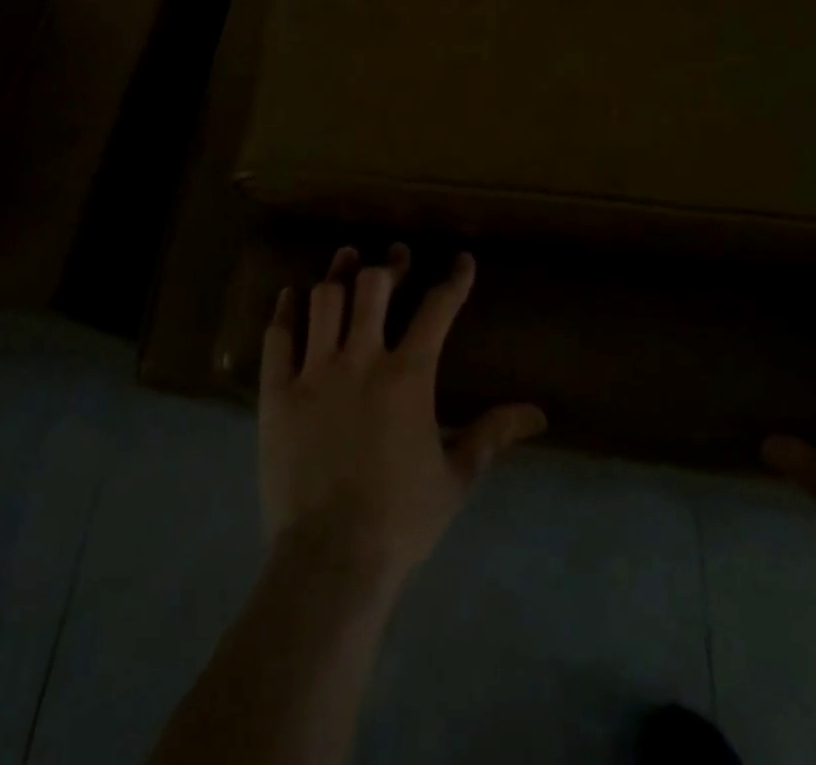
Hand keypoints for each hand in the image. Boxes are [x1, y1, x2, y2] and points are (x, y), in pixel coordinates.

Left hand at [259, 244, 546, 583]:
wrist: (330, 560)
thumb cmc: (400, 520)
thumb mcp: (456, 478)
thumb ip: (492, 435)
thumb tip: (538, 413)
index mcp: (408, 377)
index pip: (437, 310)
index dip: (453, 280)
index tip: (461, 261)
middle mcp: (361, 359)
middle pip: (374, 287)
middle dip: (390, 264)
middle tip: (396, 256)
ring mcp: (314, 372)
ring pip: (325, 299)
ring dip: (339, 273)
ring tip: (347, 258)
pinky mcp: (277, 391)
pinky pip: (279, 335)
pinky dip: (286, 309)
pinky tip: (291, 293)